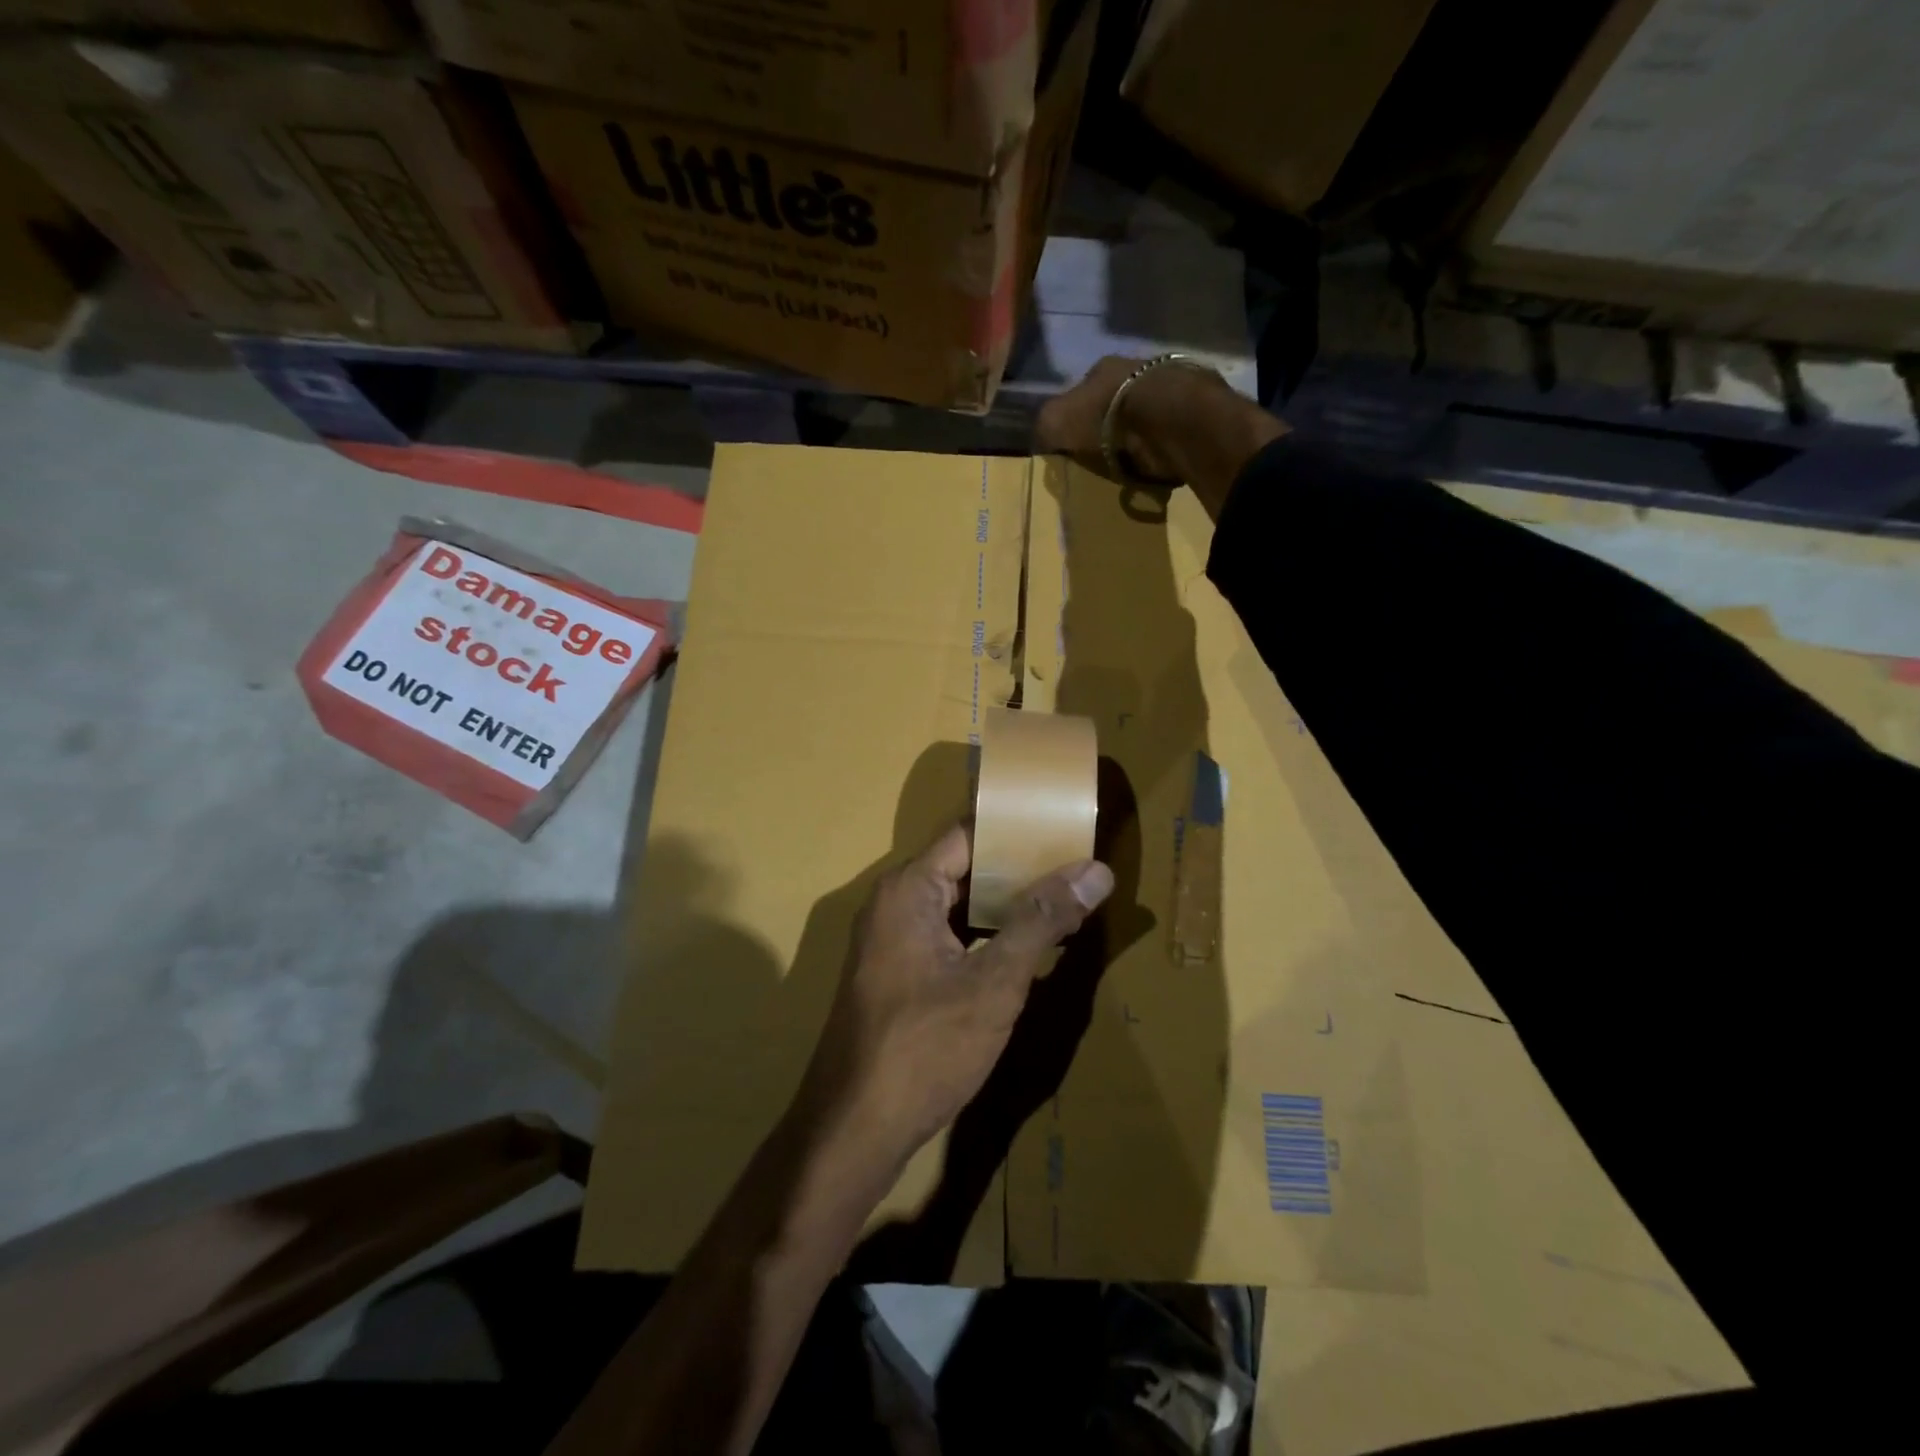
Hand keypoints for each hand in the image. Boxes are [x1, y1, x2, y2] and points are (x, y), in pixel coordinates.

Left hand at [796, 824, 1113, 1165]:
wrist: (854, 1129)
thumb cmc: (925, 1047)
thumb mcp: (994, 983)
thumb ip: (1042, 920)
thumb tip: (1096, 871)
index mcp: (909, 888)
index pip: (969, 834)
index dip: (1018, 828)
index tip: (1065, 827)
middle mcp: (895, 903)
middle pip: (965, 866)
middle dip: (1021, 868)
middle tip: (1080, 866)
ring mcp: (893, 940)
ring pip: (959, 905)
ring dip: (1007, 904)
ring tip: (1067, 899)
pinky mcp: (899, 973)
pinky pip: (949, 935)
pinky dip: (987, 935)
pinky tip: (1028, 946)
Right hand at [1034, 355, 1285, 520]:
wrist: (1168, 417)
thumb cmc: (1107, 416)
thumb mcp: (1058, 421)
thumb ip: (1046, 425)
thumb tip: (1041, 436)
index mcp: (1103, 367)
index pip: (1084, 391)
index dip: (1078, 418)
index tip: (1077, 446)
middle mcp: (1138, 368)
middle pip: (1118, 401)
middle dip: (1112, 426)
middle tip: (1106, 457)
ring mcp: (1170, 385)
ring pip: (1147, 413)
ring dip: (1141, 436)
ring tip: (1135, 464)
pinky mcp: (1196, 408)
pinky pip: (1171, 430)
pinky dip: (1164, 445)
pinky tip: (1159, 462)